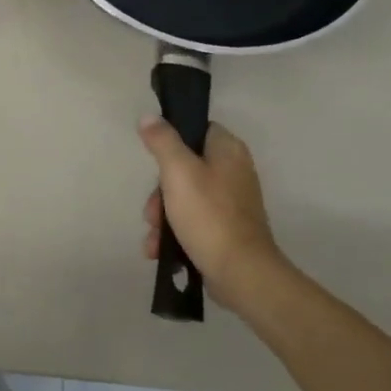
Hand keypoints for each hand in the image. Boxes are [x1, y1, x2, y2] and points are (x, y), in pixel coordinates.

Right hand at [139, 118, 286, 310]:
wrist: (241, 273)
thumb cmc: (209, 215)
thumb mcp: (178, 172)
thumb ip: (162, 141)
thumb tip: (149, 117)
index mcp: (228, 151)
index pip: (197, 129)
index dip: (172, 141)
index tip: (154, 160)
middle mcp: (233, 172)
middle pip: (184, 168)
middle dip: (159, 192)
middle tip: (152, 211)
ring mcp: (231, 203)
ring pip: (183, 197)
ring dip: (162, 217)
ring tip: (154, 237)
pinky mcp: (226, 229)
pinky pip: (193, 221)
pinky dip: (175, 233)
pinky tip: (159, 249)